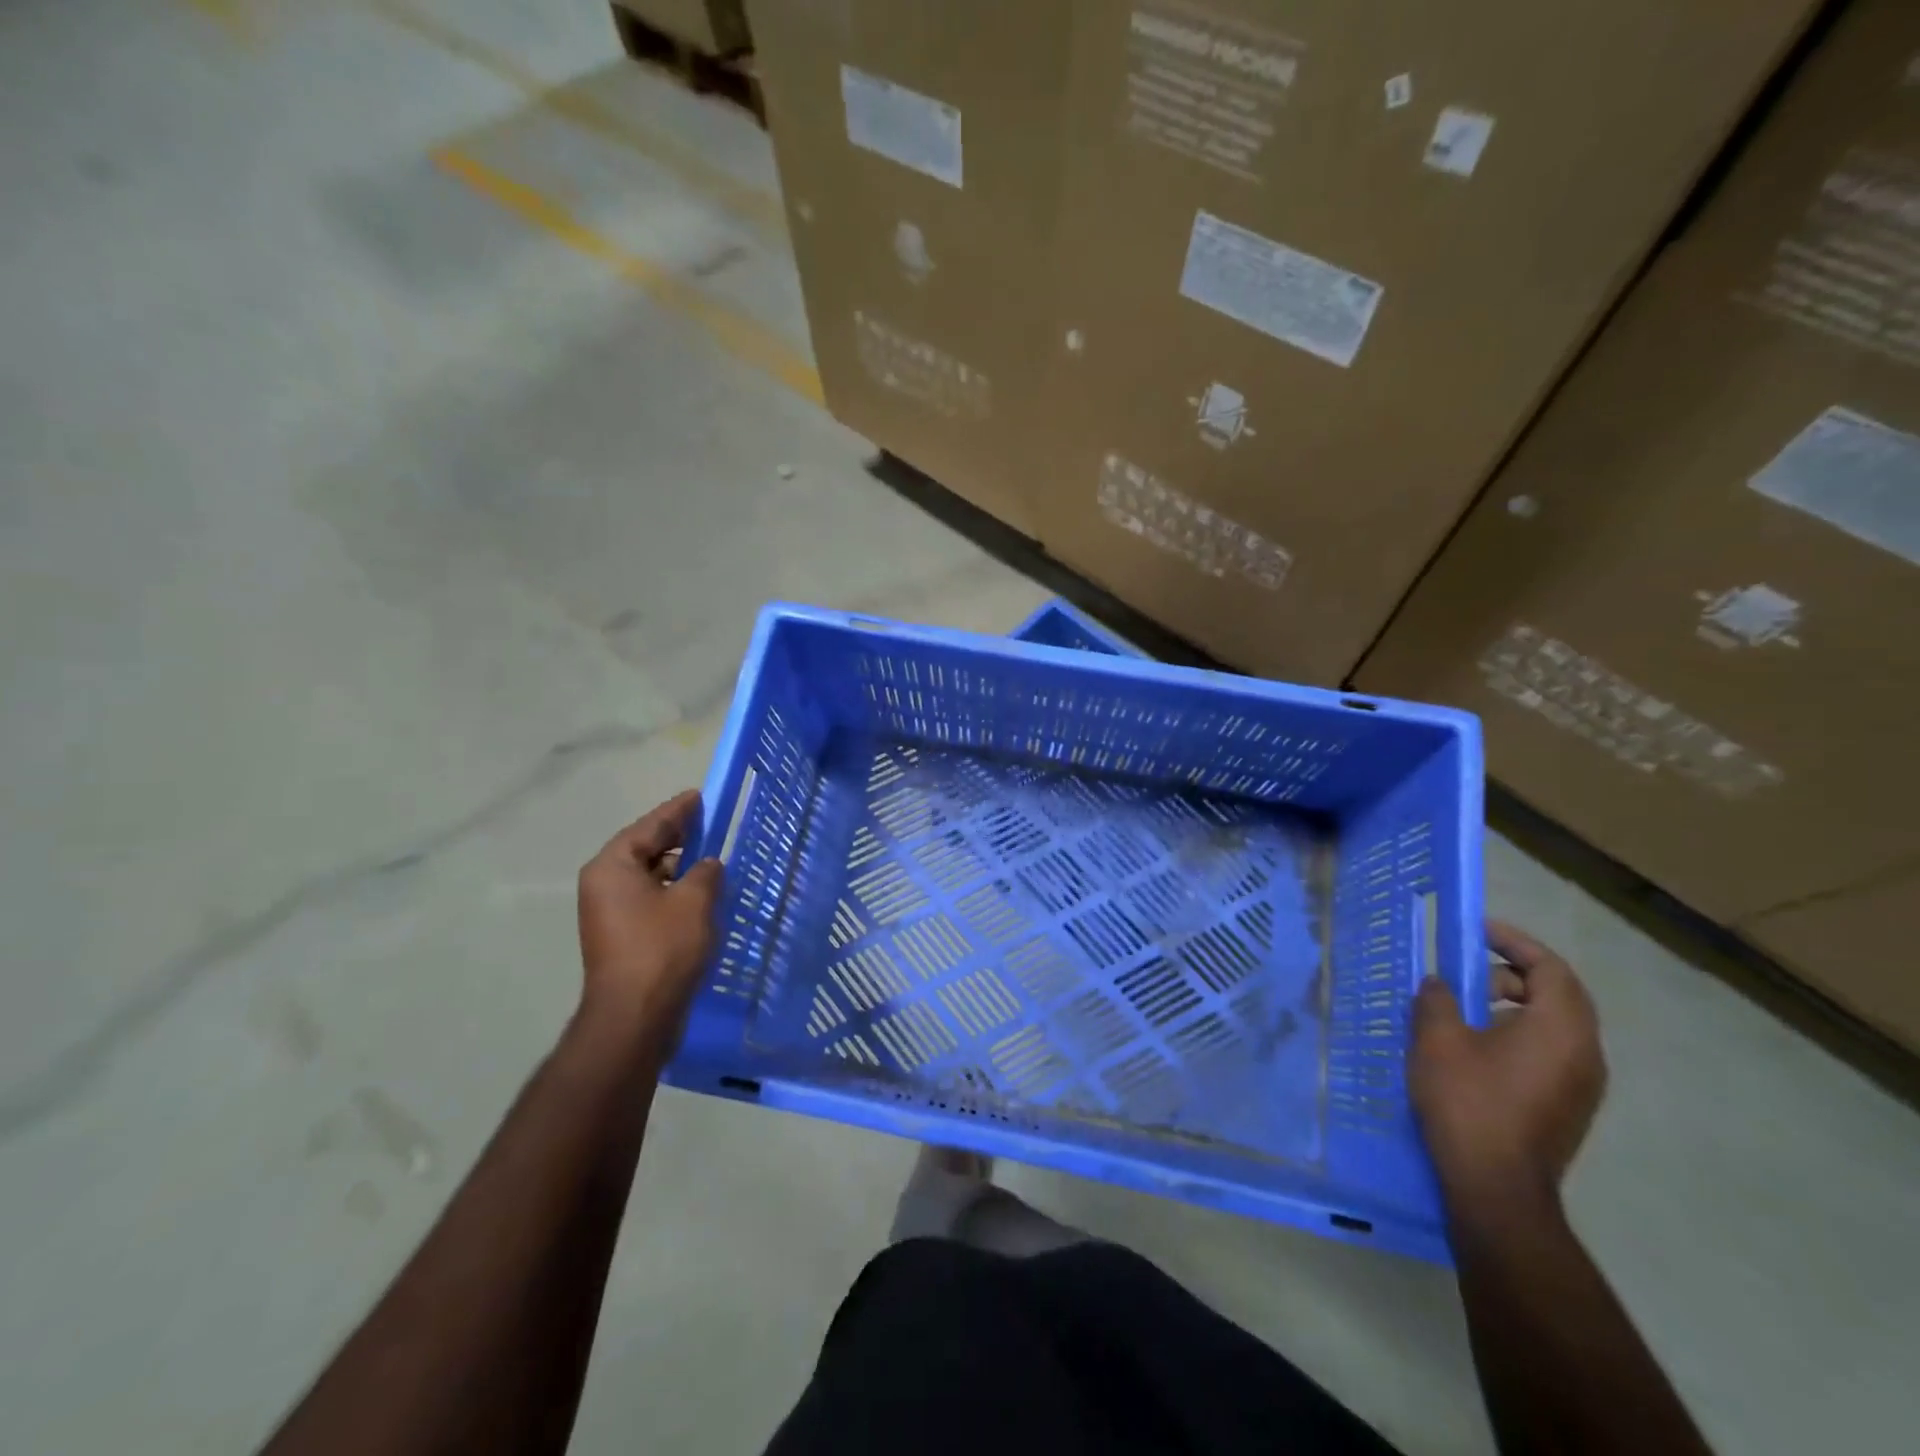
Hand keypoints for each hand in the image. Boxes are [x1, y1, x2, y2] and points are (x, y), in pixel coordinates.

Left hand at [575, 789, 723, 1056]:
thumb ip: (706, 872)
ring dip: (679, 870)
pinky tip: (701, 898)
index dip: (678, 811)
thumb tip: (708, 865)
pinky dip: (674, 894)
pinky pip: (651, 901)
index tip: (699, 796)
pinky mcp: (621, 937)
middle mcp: (604, 885)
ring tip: (712, 863)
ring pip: (649, 878)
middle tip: (709, 825)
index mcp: (613, 867)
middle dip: (678, 839)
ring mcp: (610, 914)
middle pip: (645, 850)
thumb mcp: (694, 900)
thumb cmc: (662, 948)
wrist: (635, 1017)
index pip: (649, 826)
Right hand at [1410, 921, 1606, 1213]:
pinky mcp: (1568, 1108)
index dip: (1515, 942)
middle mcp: (1585, 1053)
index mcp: (1561, 1029)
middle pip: (1558, 995)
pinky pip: (1549, 1052)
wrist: (1496, 1188)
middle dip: (1510, 974)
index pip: (1551, 968)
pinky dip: (1516, 1034)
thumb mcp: (1437, 1039)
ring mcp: (1582, 1085)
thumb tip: (1439, 984)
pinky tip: (1475, 1050)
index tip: (1477, 931)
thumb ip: (1437, 999)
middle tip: (1464, 975)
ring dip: (1511, 1006)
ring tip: (1463, 1012)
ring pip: (1553, 1026)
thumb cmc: (1469, 1101)